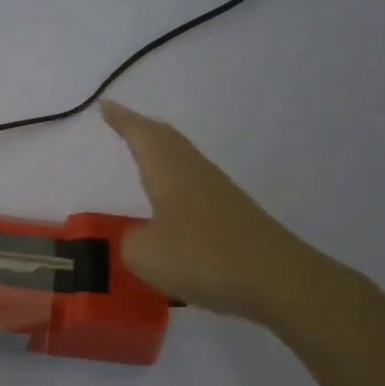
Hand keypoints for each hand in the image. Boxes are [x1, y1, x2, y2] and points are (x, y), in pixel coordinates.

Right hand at [100, 100, 336, 326]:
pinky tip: (172, 198)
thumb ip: (131, 241)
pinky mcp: (234, 215)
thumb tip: (140, 235)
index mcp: (170, 172)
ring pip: (183, 159)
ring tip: (143, 153)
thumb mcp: (146, 255)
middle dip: (141, 129)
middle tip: (121, 122)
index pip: (141, 135)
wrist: (279, 280)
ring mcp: (218, 192)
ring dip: (161, 151)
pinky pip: (194, 183)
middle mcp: (194, 172)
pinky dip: (175, 179)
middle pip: (166, 139)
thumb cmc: (204, 258)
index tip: (104, 104)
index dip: (122, 119)